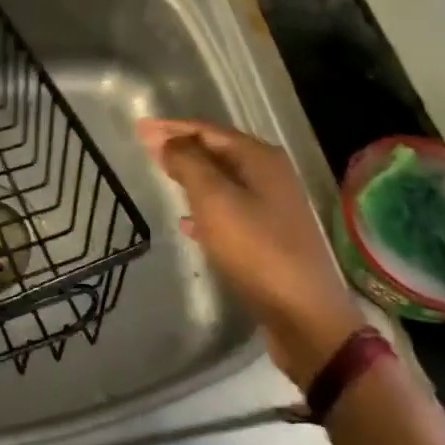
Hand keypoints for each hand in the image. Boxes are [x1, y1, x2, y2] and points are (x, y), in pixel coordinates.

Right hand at [138, 118, 364, 387]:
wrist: (305, 316)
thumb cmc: (256, 249)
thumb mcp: (214, 199)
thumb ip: (188, 163)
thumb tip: (169, 140)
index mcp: (259, 157)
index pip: (206, 130)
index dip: (171, 127)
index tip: (139, 128)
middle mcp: (270, 174)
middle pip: (217, 151)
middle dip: (181, 148)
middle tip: (147, 148)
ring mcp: (274, 206)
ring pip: (223, 180)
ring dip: (192, 176)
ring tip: (163, 178)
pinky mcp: (271, 237)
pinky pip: (230, 209)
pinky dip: (205, 208)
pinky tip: (187, 223)